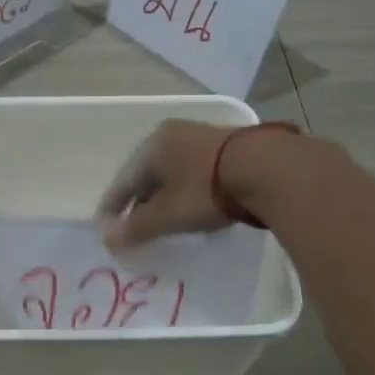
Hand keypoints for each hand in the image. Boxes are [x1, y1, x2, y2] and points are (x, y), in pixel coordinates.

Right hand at [96, 119, 236, 249]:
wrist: (268, 168)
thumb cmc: (206, 189)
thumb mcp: (167, 214)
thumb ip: (136, 228)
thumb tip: (107, 239)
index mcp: (152, 145)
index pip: (123, 180)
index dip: (112, 207)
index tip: (106, 229)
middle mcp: (174, 135)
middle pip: (148, 174)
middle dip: (139, 202)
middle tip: (134, 227)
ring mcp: (203, 138)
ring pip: (173, 173)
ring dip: (165, 197)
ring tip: (163, 220)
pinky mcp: (230, 148)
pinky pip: (196, 173)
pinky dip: (187, 191)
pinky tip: (193, 206)